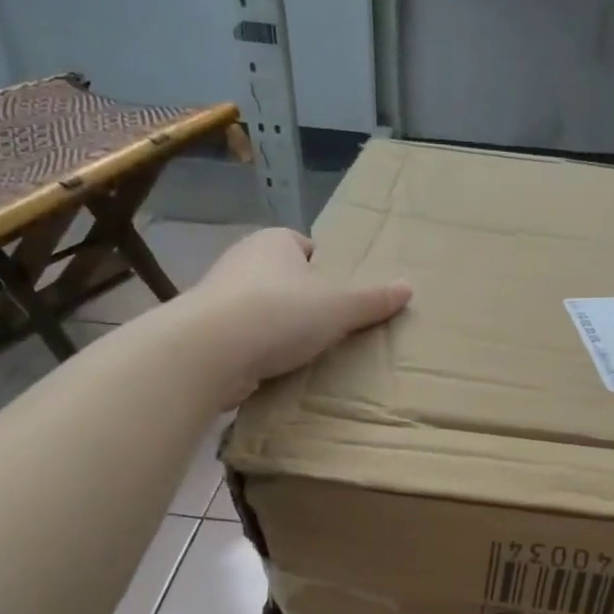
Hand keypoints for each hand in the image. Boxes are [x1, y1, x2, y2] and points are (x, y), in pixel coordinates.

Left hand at [182, 228, 411, 402]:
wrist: (210, 350)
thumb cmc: (280, 313)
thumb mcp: (339, 307)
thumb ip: (373, 300)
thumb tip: (408, 287)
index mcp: (273, 242)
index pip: (304, 247)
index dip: (324, 270)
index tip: (339, 297)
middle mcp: (242, 260)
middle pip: (283, 279)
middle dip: (303, 301)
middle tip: (330, 329)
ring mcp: (219, 296)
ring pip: (261, 309)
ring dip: (279, 328)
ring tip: (305, 354)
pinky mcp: (206, 331)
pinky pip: (243, 337)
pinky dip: (258, 351)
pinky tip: (275, 370)